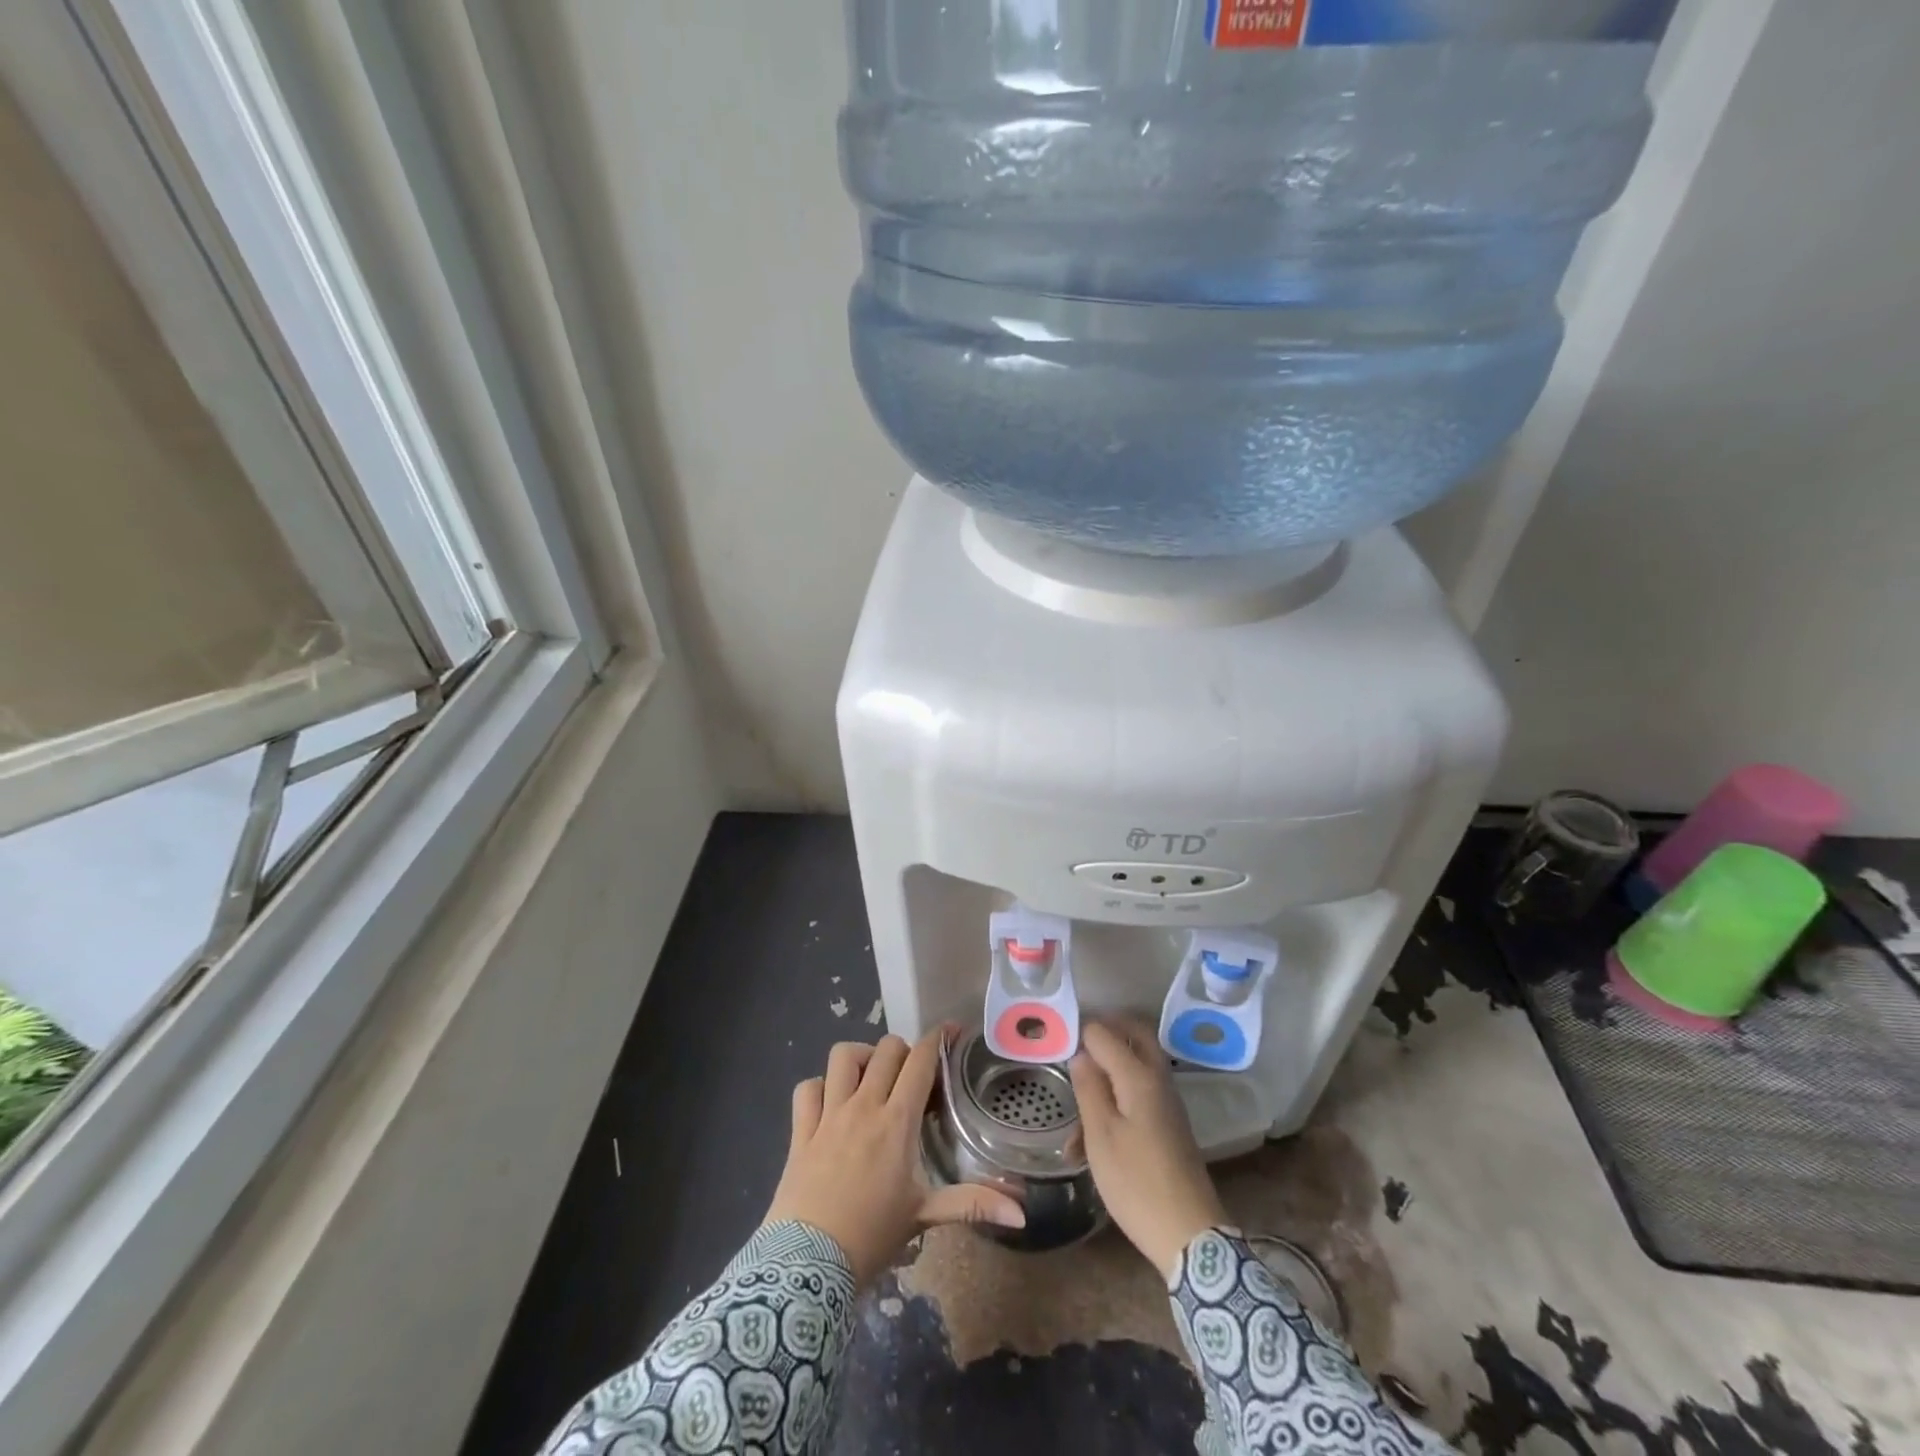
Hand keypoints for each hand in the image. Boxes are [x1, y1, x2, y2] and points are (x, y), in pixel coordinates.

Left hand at [764, 1030, 1024, 1284]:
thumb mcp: (924, 1216)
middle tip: (912, 1074)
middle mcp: (863, 1106)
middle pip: (885, 1049)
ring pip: (842, 1057)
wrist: (809, 1266)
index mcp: (897, 1121)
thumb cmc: (873, 1237)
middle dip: (903, 1051)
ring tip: (871, 1077)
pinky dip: (820, 1086)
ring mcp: (828, 1115)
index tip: (950, 1031)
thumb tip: (1022, 1212)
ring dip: (861, 1058)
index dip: (937, 1039)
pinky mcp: (801, 1130)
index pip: (920, 1061)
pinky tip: (831, 1101)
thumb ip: (973, 1204)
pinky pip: (807, 1088)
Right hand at [1070, 1019, 1228, 1278]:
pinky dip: (1117, 1096)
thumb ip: (1089, 1088)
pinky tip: (1092, 1130)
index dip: (1081, 1032)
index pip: (1106, 1033)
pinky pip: (1139, 1092)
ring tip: (1077, 1095)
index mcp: (1139, 1076)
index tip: (1057, 1041)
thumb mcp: (1101, 1135)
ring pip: (1135, 1066)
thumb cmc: (1136, 1182)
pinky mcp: (1168, 1124)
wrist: (1189, 1235)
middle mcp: (1158, 1080)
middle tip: (1076, 1040)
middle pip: (1134, 1036)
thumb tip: (1081, 1054)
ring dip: (1108, 1068)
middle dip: (1105, 1032)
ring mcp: (1166, 1102)